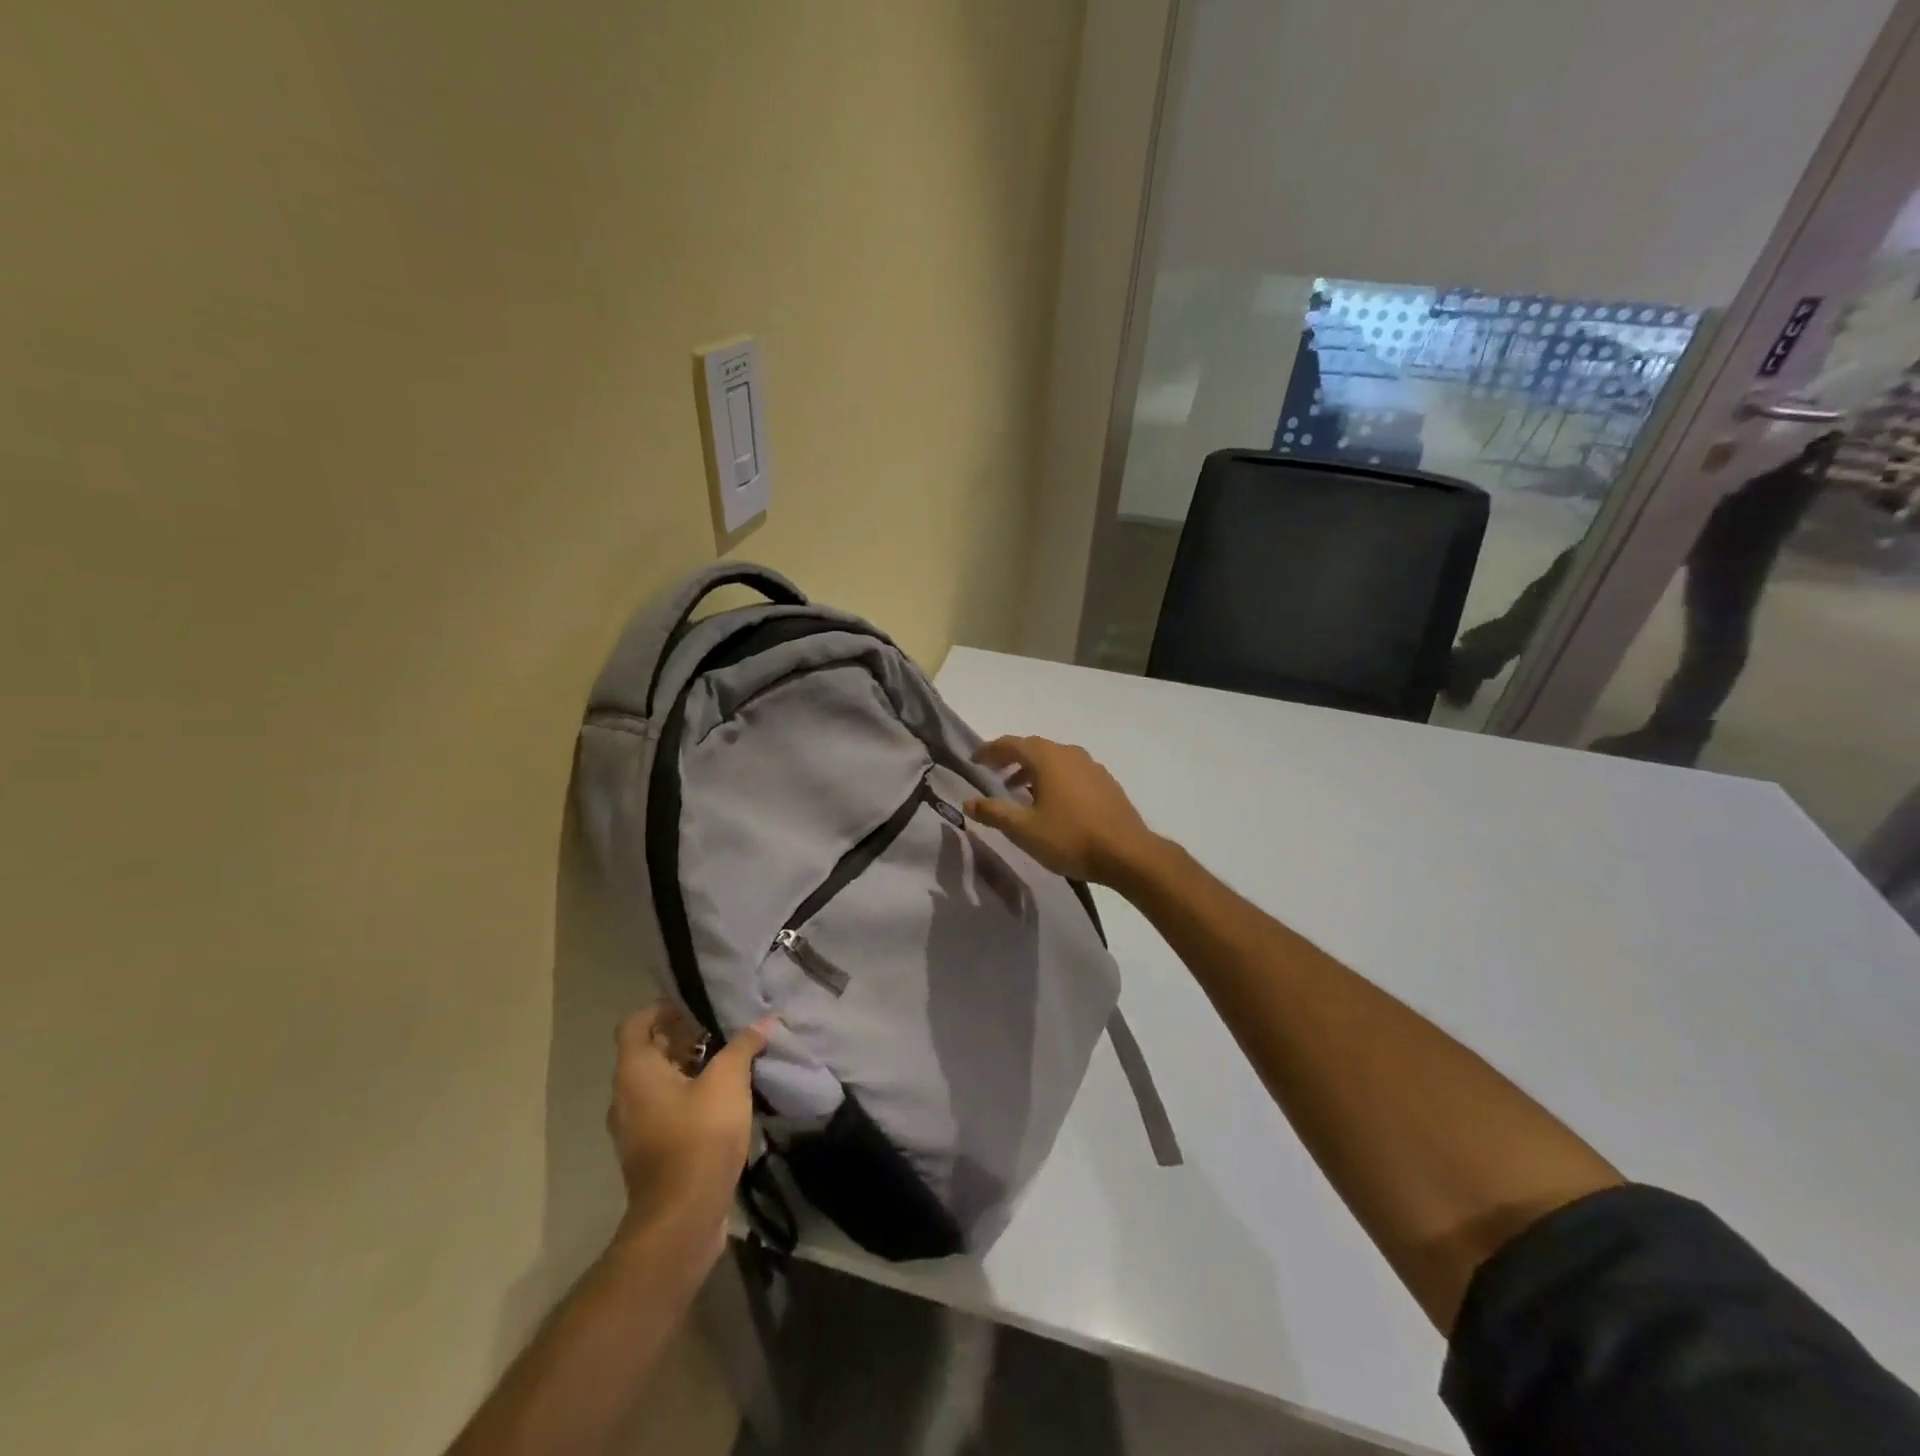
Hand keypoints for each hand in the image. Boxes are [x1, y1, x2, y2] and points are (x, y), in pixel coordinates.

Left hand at [606, 1006, 770, 1262]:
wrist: (683, 1219)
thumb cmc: (699, 1137)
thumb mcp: (728, 1082)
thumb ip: (743, 1046)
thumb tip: (763, 1022)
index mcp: (636, 1073)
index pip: (635, 1024)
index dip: (661, 1008)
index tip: (694, 1004)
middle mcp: (627, 1097)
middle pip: (649, 1052)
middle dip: (683, 1036)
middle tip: (721, 1027)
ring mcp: (636, 1128)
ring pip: (659, 1083)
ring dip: (689, 1067)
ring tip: (729, 1059)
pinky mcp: (652, 1152)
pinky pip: (667, 1110)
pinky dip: (690, 1096)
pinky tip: (726, 1099)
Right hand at [963, 736, 1162, 886]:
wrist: (1128, 854)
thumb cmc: (1070, 838)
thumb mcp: (1024, 830)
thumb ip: (994, 812)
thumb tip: (968, 802)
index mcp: (1047, 758)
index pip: (1010, 744)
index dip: (989, 751)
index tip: (974, 760)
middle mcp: (1069, 754)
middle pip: (1033, 748)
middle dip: (1010, 758)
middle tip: (993, 773)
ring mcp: (1092, 767)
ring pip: (1055, 760)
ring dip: (1033, 770)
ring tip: (1019, 791)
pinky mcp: (1106, 783)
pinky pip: (1072, 772)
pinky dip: (1054, 779)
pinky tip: (1053, 802)